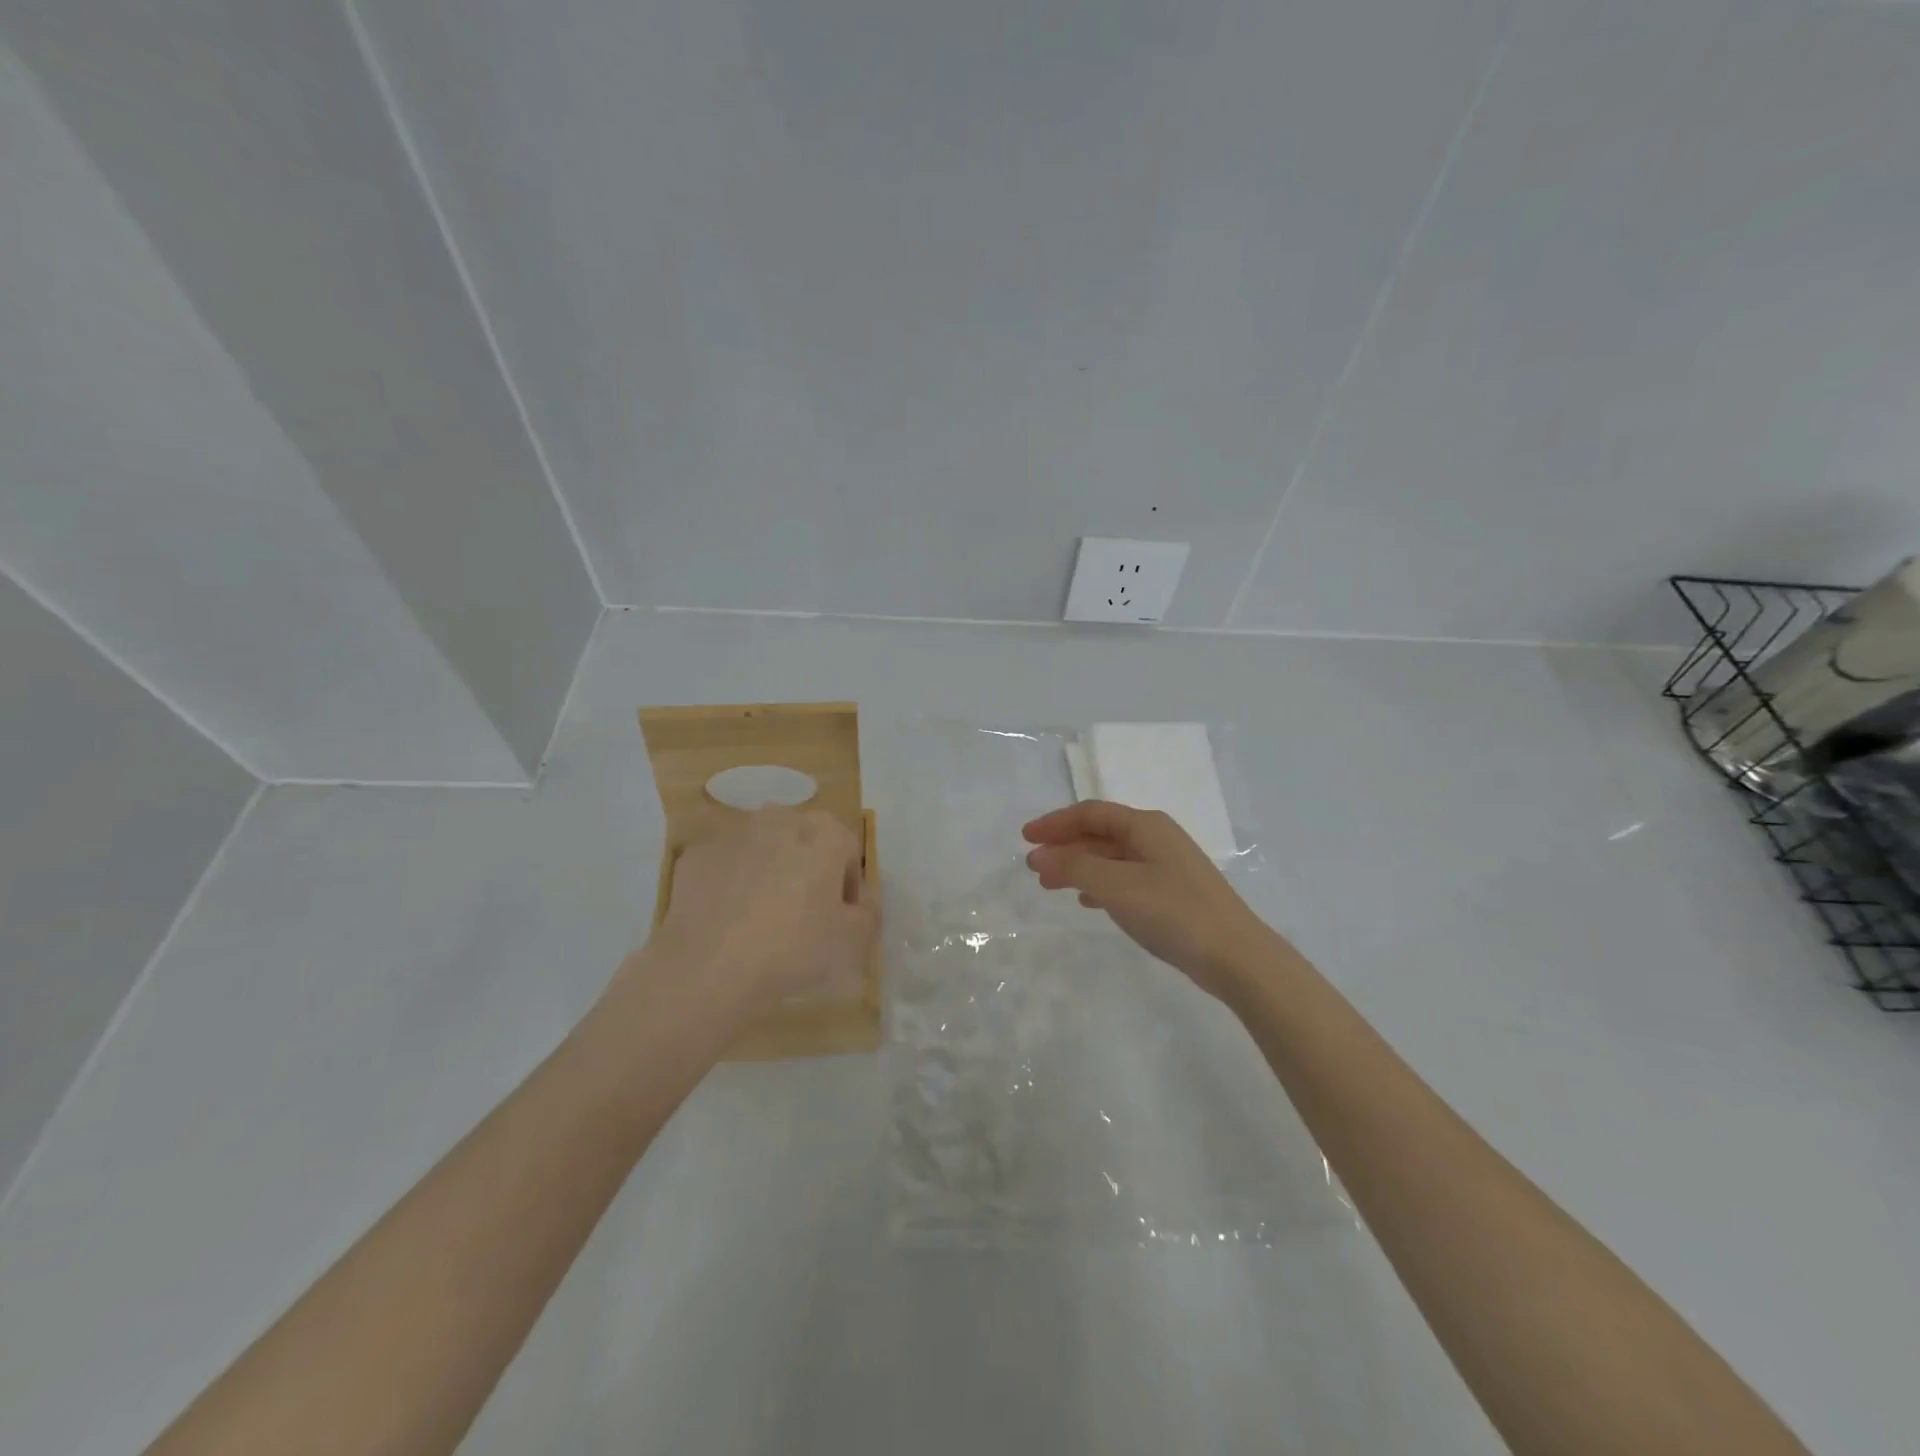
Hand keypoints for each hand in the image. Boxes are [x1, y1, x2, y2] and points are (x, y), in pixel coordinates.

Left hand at [634, 806, 878, 1018]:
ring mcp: (734, 834)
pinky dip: (730, 883)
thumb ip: (869, 912)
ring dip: (768, 871)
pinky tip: (728, 920)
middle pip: (804, 839)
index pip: (848, 849)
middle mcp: (780, 820)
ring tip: (761, 918)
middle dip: (807, 867)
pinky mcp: (697, 855)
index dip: (847, 884)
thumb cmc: (795, 948)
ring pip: (762, 848)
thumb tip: (863, 900)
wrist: (710, 968)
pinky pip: (725, 865)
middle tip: (803, 914)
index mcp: (824, 833)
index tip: (839, 917)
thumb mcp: (853, 940)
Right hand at [1022, 800, 1278, 999]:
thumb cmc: (1173, 912)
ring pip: (1112, 857)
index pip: (1091, 813)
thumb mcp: (1117, 886)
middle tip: (1033, 866)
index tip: (1025, 838)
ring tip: (1050, 886)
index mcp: (1145, 826)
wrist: (1235, 956)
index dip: (1055, 822)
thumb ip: (1074, 867)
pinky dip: (1100, 884)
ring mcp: (1167, 866)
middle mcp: (1156, 838)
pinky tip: (1087, 900)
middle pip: (1100, 833)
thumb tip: (1038, 856)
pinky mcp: (1172, 893)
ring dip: (1079, 866)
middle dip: (1064, 846)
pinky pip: (1125, 878)